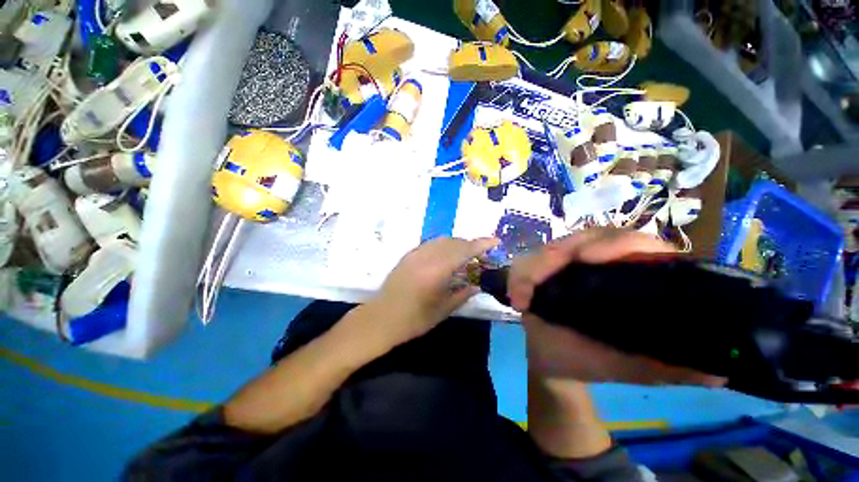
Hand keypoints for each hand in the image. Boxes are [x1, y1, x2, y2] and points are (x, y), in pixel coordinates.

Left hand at [366, 237, 498, 347]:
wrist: (381, 318)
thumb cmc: (414, 319)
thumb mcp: (443, 310)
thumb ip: (462, 294)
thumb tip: (476, 285)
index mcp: (437, 270)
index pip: (464, 250)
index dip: (481, 244)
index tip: (495, 241)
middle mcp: (427, 256)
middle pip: (454, 242)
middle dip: (470, 245)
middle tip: (480, 254)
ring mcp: (416, 254)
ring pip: (442, 240)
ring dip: (456, 244)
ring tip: (464, 255)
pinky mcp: (408, 255)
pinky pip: (430, 244)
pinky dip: (443, 246)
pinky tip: (445, 256)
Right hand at [510, 228, 724, 385]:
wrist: (552, 360)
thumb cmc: (592, 362)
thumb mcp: (632, 368)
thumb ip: (668, 368)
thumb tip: (719, 370)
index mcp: (632, 277)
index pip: (635, 243)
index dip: (614, 244)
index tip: (585, 259)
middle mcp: (601, 262)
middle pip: (585, 237)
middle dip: (555, 256)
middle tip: (535, 282)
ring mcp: (567, 263)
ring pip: (551, 248)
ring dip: (532, 268)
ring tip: (522, 297)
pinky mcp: (542, 268)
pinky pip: (526, 262)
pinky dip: (518, 276)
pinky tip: (517, 297)